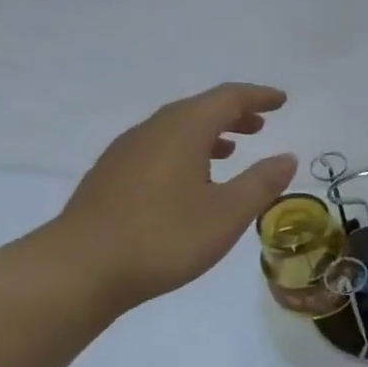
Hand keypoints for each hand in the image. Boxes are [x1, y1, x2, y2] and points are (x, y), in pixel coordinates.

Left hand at [40, 82, 296, 312]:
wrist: (79, 269)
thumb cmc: (164, 237)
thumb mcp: (227, 213)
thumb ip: (261, 183)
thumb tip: (287, 157)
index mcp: (182, 131)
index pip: (227, 99)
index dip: (257, 97)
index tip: (282, 100)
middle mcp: (152, 132)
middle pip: (198, 109)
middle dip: (233, 114)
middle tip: (261, 124)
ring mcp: (125, 154)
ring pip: (175, 129)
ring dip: (209, 133)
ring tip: (232, 150)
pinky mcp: (111, 177)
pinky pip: (158, 149)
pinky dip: (185, 151)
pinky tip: (191, 180)